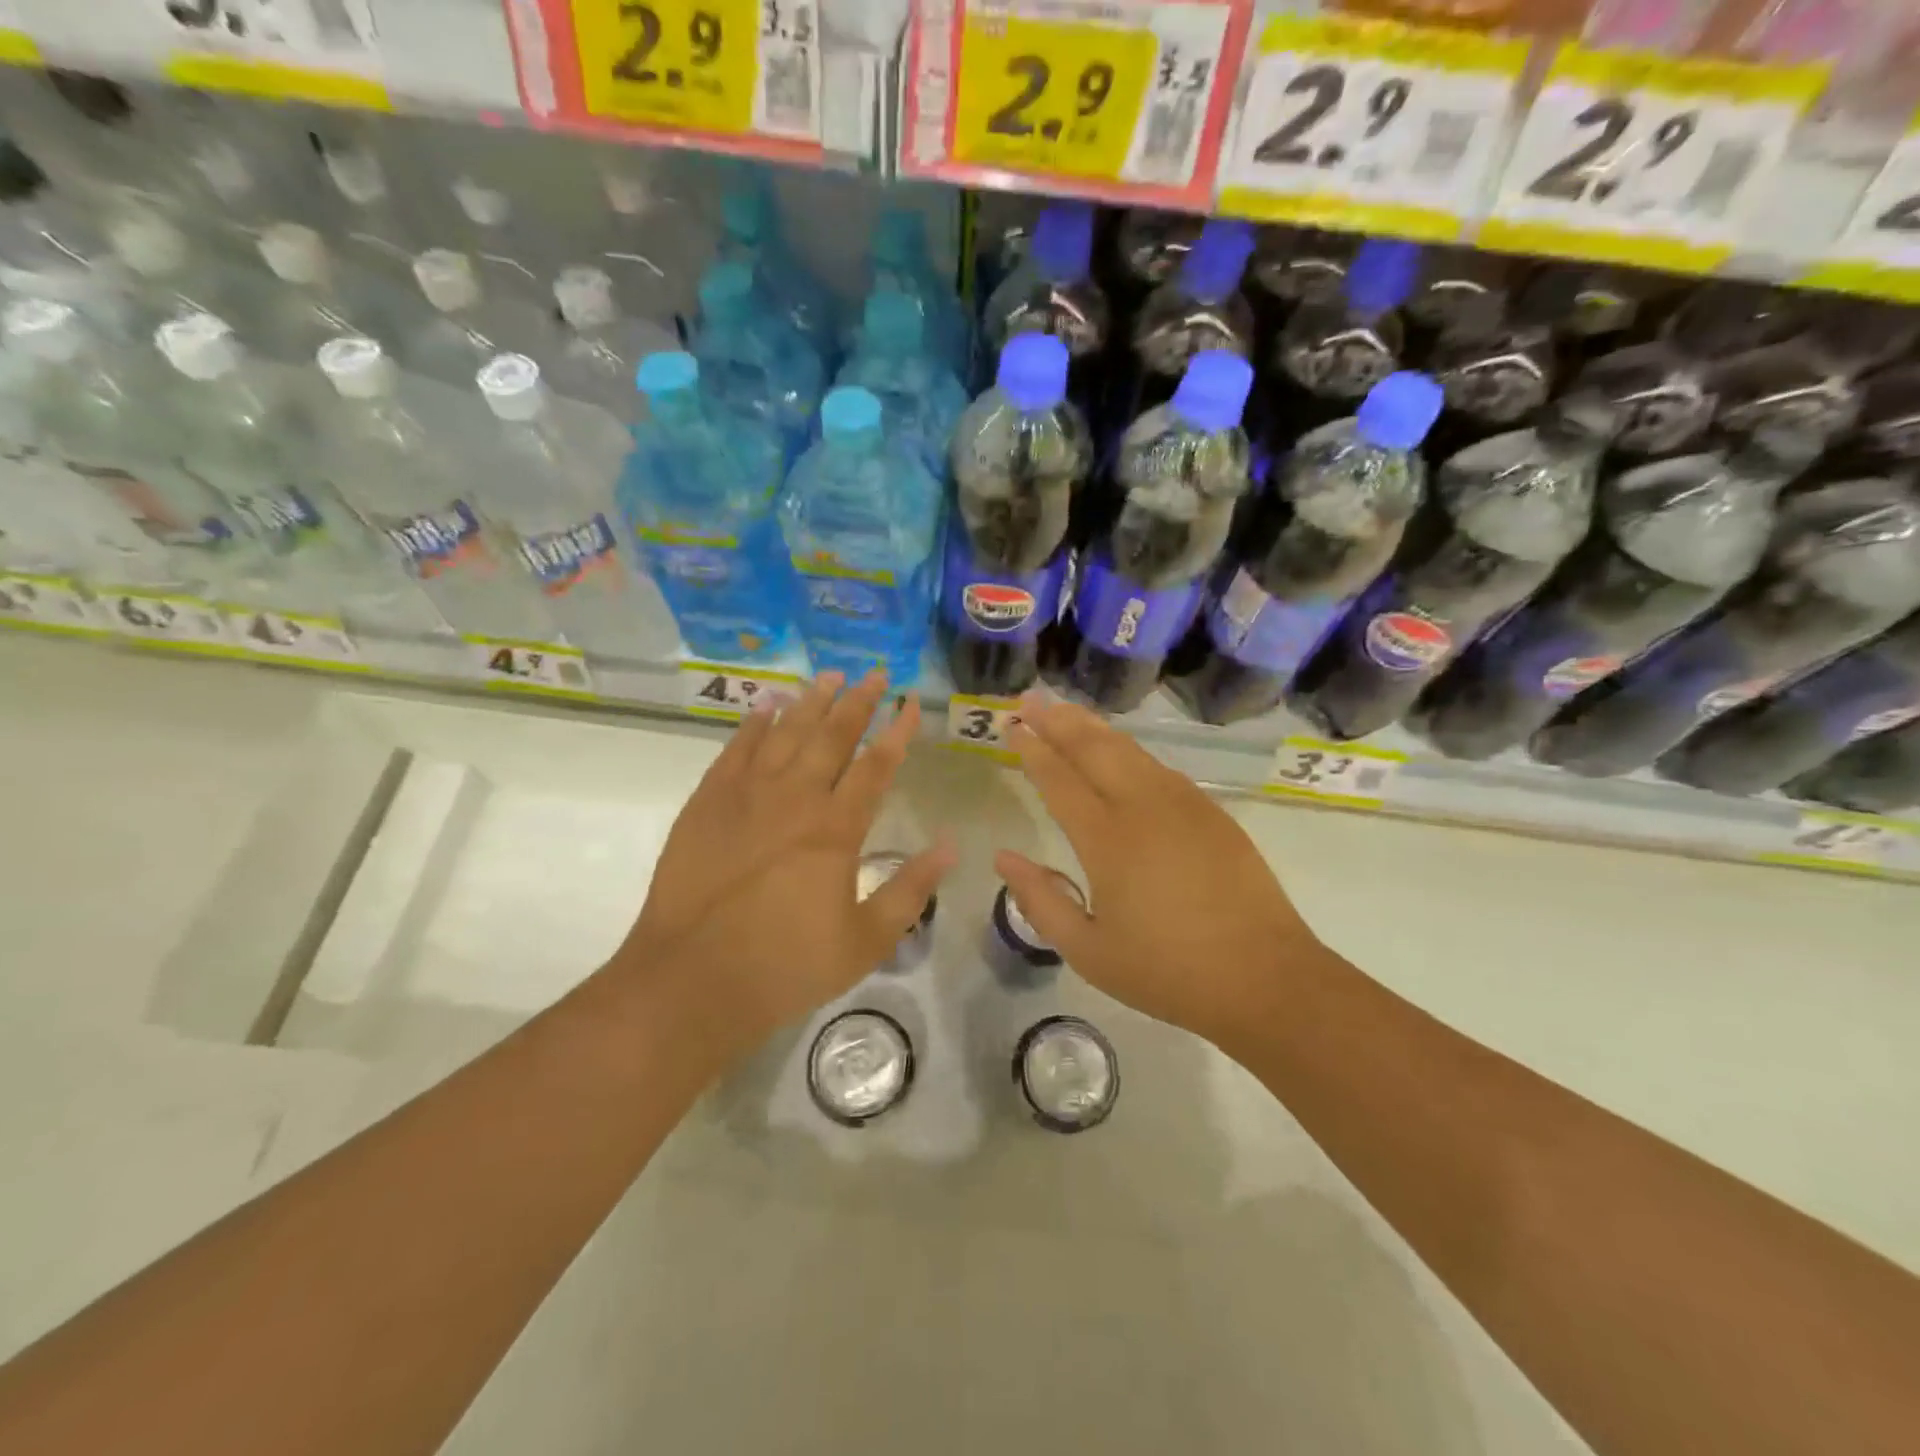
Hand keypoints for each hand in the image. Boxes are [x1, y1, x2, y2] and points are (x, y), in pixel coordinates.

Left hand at [617, 671, 954, 1059]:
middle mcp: (794, 798)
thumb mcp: (866, 939)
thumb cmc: (787, 966)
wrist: (691, 981)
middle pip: (832, 736)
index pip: (876, 765)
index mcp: (836, 829)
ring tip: (830, 676)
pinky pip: (735, 749)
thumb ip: (911, 889)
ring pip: (785, 733)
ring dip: (811, 702)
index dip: (898, 730)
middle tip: (876, 673)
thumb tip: (950, 846)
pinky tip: (767, 705)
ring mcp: (745, 795)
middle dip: (858, 702)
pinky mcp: (707, 803)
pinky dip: (754, 723)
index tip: (912, 702)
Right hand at [995, 698, 1317, 1049]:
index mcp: (1108, 840)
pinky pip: (1158, 767)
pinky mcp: (1211, 812)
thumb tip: (1003, 857)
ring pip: (1129, 750)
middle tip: (1030, 699)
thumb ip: (1040, 900)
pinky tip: (1119, 752)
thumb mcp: (1087, 951)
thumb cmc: (1167, 972)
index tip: (1012, 727)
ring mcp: (1183, 805)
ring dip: (1093, 728)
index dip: (1032, 751)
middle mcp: (1144, 808)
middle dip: (1058, 721)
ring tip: (1066, 711)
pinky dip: (1128, 750)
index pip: (1059, 780)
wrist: (1264, 979)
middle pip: (1094, 749)